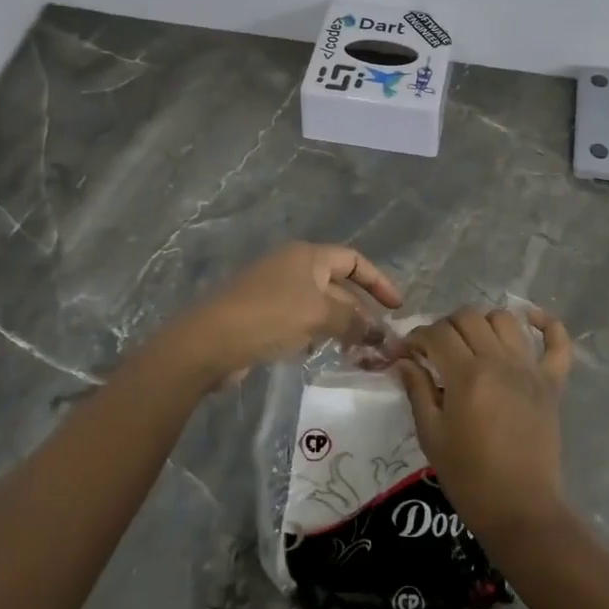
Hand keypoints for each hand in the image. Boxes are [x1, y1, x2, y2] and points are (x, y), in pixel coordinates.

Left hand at [164, 242, 402, 388]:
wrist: (210, 342)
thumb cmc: (270, 316)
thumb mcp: (320, 315)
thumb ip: (355, 321)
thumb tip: (380, 333)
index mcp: (307, 255)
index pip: (354, 260)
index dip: (379, 281)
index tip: (398, 307)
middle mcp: (292, 267)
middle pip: (338, 284)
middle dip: (361, 310)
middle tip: (381, 339)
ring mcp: (275, 291)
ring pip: (320, 305)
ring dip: (341, 325)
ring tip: (359, 351)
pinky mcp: (263, 315)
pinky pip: (301, 320)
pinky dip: (317, 334)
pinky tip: (321, 353)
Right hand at [396, 306, 572, 541]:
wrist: (520, 509)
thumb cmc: (468, 476)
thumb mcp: (431, 435)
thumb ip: (417, 390)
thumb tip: (404, 360)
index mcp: (466, 375)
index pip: (436, 333)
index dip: (415, 338)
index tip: (406, 352)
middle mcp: (499, 361)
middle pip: (468, 318)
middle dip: (444, 327)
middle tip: (436, 350)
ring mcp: (529, 370)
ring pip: (505, 320)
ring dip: (483, 322)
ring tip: (473, 342)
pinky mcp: (552, 383)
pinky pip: (558, 343)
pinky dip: (548, 325)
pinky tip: (532, 319)